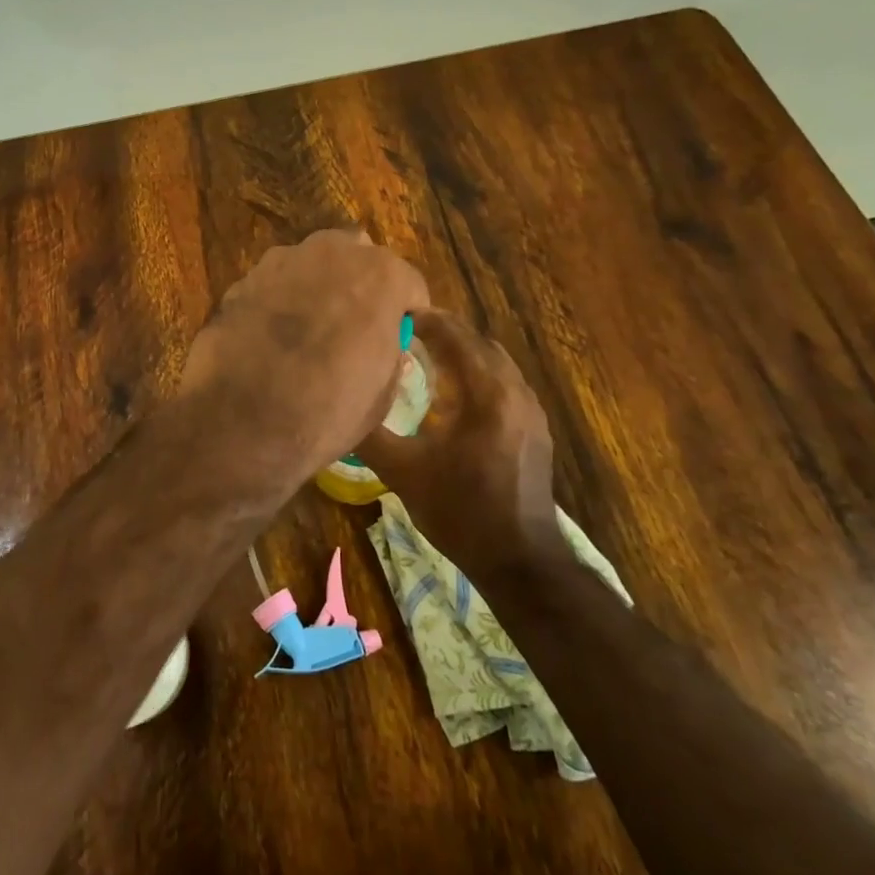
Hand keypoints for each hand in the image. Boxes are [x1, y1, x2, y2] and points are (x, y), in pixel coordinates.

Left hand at [176, 230, 429, 491]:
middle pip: (359, 258)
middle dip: (361, 285)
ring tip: (308, 332)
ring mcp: (283, 260)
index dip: (405, 313)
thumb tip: (382, 345)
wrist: (241, 420)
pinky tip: (271, 338)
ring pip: (313, 265)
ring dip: (318, 288)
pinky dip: (280, 302)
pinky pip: (276, 284)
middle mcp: (333, 253)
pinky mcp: (244, 279)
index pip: (409, 284)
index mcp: (380, 275)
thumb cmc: (327, 409)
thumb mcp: (381, 393)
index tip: (397, 339)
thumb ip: (389, 354)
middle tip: (353, 327)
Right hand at [355, 309, 558, 580]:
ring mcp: (531, 409)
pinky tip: (454, 393)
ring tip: (425, 356)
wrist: (519, 560)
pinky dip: (479, 373)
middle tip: (404, 333)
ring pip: (494, 361)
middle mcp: (514, 390)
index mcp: (486, 392)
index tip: (393, 315)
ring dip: (463, 352)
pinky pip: (505, 382)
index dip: (424, 320)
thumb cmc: (459, 511)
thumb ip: (371, 434)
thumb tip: (339, 406)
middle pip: (477, 342)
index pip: (454, 335)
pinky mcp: (536, 427)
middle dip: (443, 332)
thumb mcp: (403, 472)